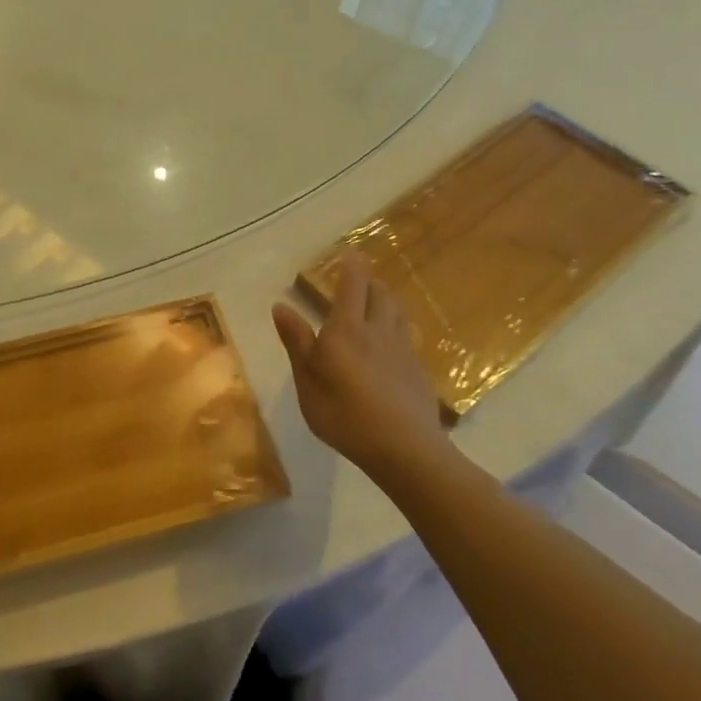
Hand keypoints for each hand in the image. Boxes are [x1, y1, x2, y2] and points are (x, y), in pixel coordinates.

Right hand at [272, 254, 445, 478]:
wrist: (405, 449)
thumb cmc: (345, 415)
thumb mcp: (308, 382)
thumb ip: (297, 342)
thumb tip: (281, 306)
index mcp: (347, 330)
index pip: (352, 286)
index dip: (351, 266)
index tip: (349, 251)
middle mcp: (378, 331)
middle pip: (380, 294)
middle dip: (370, 281)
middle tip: (360, 278)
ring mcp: (403, 351)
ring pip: (397, 313)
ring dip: (387, 301)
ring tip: (377, 303)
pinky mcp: (419, 372)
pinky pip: (407, 338)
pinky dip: (397, 330)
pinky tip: (391, 347)